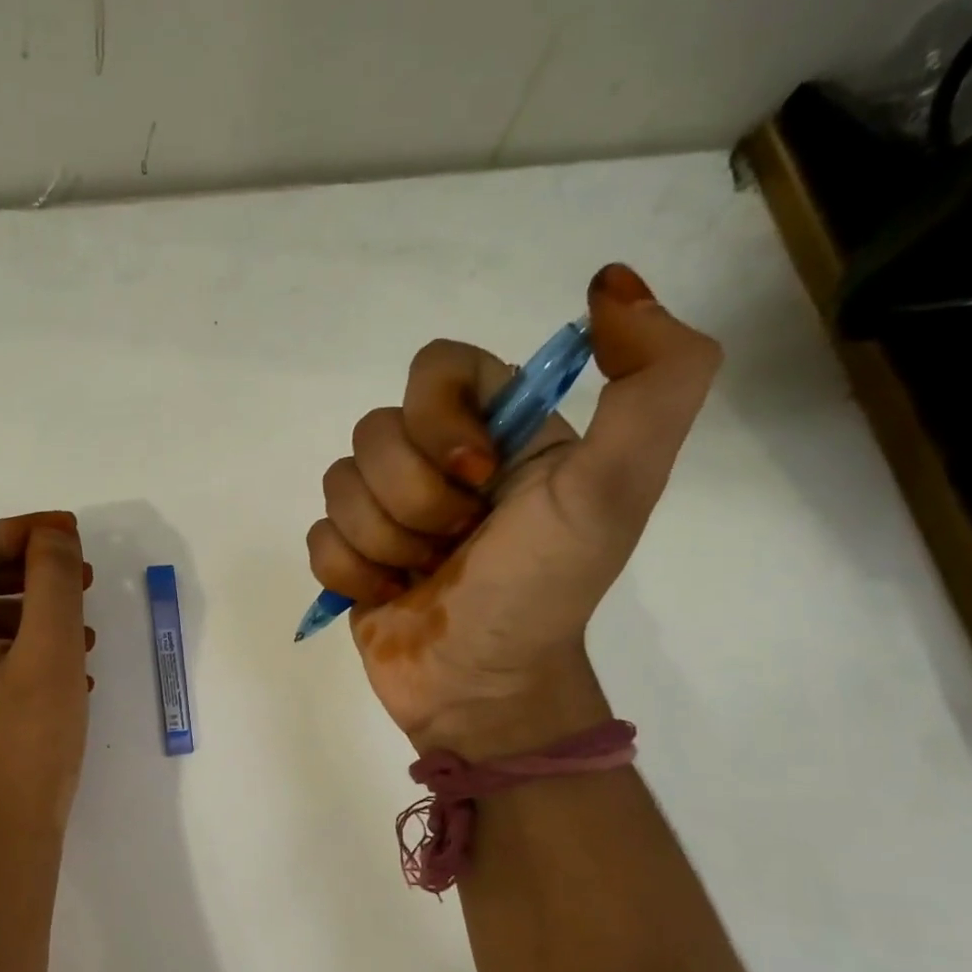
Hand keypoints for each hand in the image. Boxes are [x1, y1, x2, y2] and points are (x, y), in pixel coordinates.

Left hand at [0, 512, 93, 879]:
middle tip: (85, 580)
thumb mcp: (50, 649)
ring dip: (34, 614)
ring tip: (86, 630)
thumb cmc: (26, 741)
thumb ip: (52, 578)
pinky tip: (69, 670)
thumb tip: (53, 533)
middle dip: (32, 573)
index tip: (71, 536)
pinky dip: (23, 650)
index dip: (20, 531)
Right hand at [307, 264, 721, 754]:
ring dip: (384, 541)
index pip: (434, 367)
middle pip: (375, 431)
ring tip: (424, 576)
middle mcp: (438, 459)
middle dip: (414, 501)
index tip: (477, 478)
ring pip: (338, 483)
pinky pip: (317, 534)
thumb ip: (654, 381)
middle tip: (457, 544)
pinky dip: (353, 572)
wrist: (485, 689)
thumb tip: (612, 281)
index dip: (439, 419)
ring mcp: (387, 509)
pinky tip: (389, 595)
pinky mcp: (351, 553)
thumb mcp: (617, 488)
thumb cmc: (544, 590)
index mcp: (499, 430)